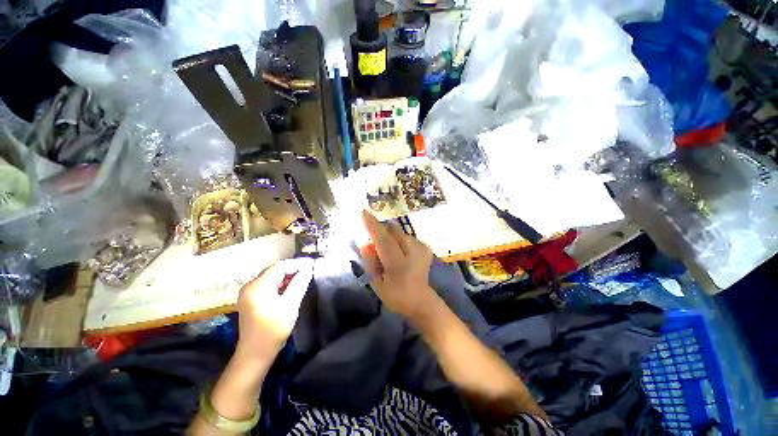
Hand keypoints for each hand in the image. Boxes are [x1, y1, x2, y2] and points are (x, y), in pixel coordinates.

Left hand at [235, 258, 313, 359]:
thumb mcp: (290, 306)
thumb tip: (308, 269)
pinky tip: (291, 286)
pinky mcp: (251, 298)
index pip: (280, 266)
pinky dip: (281, 283)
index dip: (297, 264)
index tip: (312, 265)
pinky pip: (268, 284)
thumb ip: (299, 284)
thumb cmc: (273, 331)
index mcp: (257, 287)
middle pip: (275, 269)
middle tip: (310, 270)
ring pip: (272, 276)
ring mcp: (248, 292)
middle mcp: (250, 286)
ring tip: (304, 277)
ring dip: (288, 275)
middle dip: (293, 268)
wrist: (255, 354)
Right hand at [359, 210, 435, 319]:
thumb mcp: (376, 283)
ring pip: (399, 232)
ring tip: (390, 253)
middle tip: (376, 245)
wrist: (421, 301)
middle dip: (382, 232)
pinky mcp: (425, 247)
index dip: (373, 225)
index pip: (383, 239)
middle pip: (393, 230)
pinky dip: (399, 241)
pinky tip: (401, 254)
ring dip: (390, 237)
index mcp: (398, 264)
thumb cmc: (395, 295)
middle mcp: (413, 251)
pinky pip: (406, 236)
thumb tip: (366, 242)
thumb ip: (371, 261)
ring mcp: (421, 248)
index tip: (363, 212)